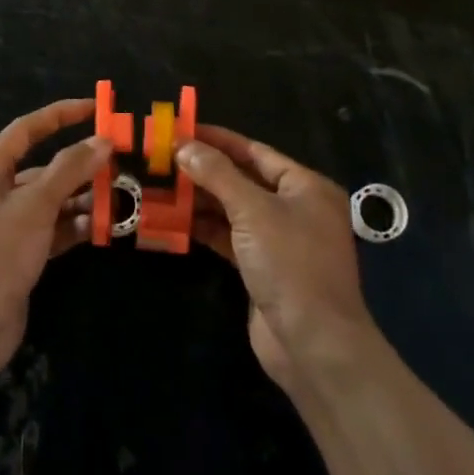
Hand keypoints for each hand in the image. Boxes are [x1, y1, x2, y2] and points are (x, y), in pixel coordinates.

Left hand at [0, 98, 109, 382]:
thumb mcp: (35, 206)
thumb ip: (70, 170)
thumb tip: (102, 142)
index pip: (26, 130)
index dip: (61, 115)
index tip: (95, 109)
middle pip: (42, 167)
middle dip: (79, 165)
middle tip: (119, 163)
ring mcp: (5, 226)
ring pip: (50, 200)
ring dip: (81, 198)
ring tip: (120, 197)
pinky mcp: (17, 255)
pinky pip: (51, 229)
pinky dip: (74, 226)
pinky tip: (102, 228)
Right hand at [178, 126, 377, 391]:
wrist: (313, 344)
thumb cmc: (290, 264)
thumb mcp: (253, 211)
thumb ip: (218, 175)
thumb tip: (185, 146)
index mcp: (305, 186)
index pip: (255, 151)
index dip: (218, 140)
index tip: (182, 130)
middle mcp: (295, 208)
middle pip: (243, 179)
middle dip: (204, 171)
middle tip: (163, 160)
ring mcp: (279, 240)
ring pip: (233, 210)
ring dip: (200, 200)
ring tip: (160, 187)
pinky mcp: (262, 268)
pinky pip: (230, 237)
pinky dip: (205, 228)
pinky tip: (174, 221)